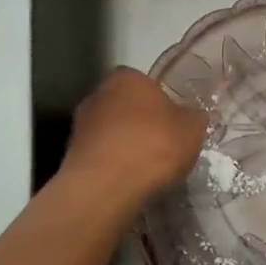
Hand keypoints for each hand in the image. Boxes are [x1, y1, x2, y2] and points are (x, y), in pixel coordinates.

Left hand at [60, 68, 206, 208]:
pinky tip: (126, 181)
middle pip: (124, 105)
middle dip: (138, 121)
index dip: (158, 100)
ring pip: (110, 130)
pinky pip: (99, 154)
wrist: (106, 186)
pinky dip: (111, 164)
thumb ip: (194, 118)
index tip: (170, 121)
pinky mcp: (71, 154)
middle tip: (159, 143)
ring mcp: (81, 124)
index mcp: (127, 78)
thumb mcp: (192, 130)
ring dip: (123, 144)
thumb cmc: (153, 145)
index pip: (144, 81)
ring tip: (143, 168)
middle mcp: (99, 93)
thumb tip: (193, 116)